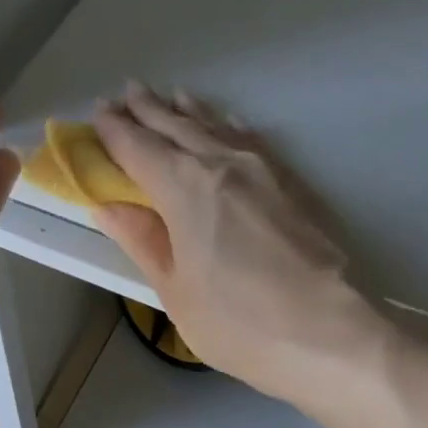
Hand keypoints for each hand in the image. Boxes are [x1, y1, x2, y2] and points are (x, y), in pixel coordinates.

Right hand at [89, 83, 380, 403]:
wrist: (331, 332)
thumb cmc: (240, 324)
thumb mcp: (176, 292)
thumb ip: (143, 241)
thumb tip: (108, 205)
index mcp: (184, 188)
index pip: (138, 148)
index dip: (113, 132)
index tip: (96, 116)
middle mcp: (223, 164)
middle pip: (177, 127)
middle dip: (147, 110)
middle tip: (125, 94)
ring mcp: (265, 169)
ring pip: (216, 126)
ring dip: (187, 111)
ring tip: (170, 98)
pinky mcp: (294, 183)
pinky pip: (251, 139)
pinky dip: (228, 126)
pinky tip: (226, 124)